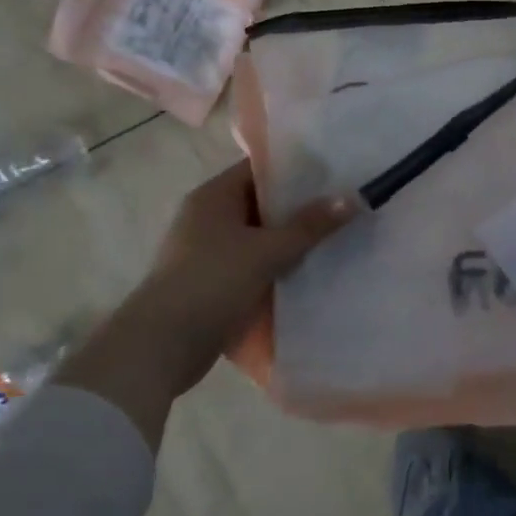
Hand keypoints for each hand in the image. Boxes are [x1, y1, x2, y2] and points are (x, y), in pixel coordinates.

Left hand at [55, 161, 356, 448]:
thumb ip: (310, 225)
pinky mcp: (211, 282)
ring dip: (290, 240)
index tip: (335, 173)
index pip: (260, 169)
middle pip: (261, 203)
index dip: (297, 169)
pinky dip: (276, 266)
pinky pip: (252, 264)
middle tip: (343, 206)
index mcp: (213, 196)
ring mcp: (207, 251)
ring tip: (335, 237)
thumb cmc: (212, 282)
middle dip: (299, 207)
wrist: (161, 346)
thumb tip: (353, 198)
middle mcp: (207, 217)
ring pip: (258, 236)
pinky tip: (308, 272)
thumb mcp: (267, 251)